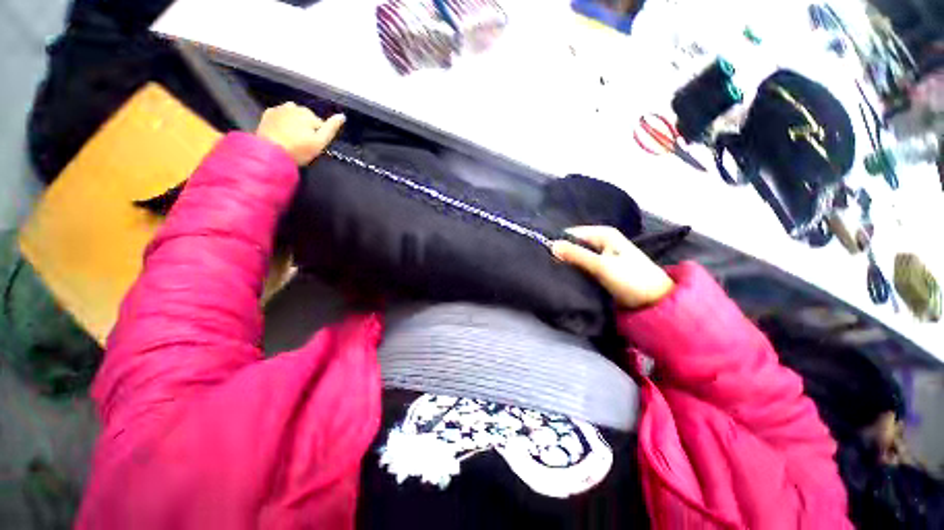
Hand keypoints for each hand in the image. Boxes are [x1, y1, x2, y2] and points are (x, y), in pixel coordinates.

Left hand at [256, 102, 344, 165]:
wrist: (270, 153)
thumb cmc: (299, 149)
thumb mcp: (320, 142)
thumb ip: (331, 128)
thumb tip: (342, 116)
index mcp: (308, 114)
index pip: (320, 124)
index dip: (319, 136)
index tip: (313, 146)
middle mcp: (294, 107)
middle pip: (306, 117)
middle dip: (306, 127)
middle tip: (302, 143)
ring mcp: (279, 108)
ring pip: (293, 114)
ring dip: (294, 123)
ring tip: (292, 138)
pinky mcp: (267, 114)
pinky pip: (280, 115)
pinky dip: (282, 121)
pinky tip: (282, 133)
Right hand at [552, 226, 673, 308]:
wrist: (654, 303)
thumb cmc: (630, 279)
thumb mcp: (601, 266)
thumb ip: (576, 255)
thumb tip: (550, 245)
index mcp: (603, 234)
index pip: (571, 233)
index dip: (557, 242)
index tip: (542, 254)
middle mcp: (601, 242)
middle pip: (573, 244)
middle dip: (561, 254)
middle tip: (545, 265)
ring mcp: (601, 256)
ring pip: (576, 256)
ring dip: (566, 263)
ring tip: (551, 271)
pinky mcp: (600, 269)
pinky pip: (581, 266)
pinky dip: (573, 271)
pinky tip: (563, 276)